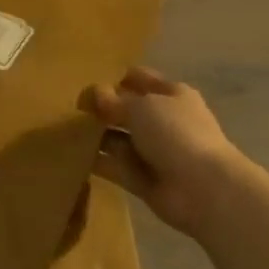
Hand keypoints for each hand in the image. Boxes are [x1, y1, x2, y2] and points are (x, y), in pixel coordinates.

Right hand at [82, 69, 252, 234]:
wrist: (204, 190)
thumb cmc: (175, 133)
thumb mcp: (140, 106)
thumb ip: (112, 100)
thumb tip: (91, 95)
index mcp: (171, 94)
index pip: (138, 78)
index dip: (113, 78)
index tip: (86, 83)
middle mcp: (163, 121)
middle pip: (126, 109)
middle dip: (101, 108)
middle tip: (71, 107)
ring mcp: (153, 151)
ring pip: (117, 138)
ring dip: (95, 134)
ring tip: (64, 129)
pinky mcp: (142, 179)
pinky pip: (113, 165)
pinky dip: (95, 161)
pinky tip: (72, 153)